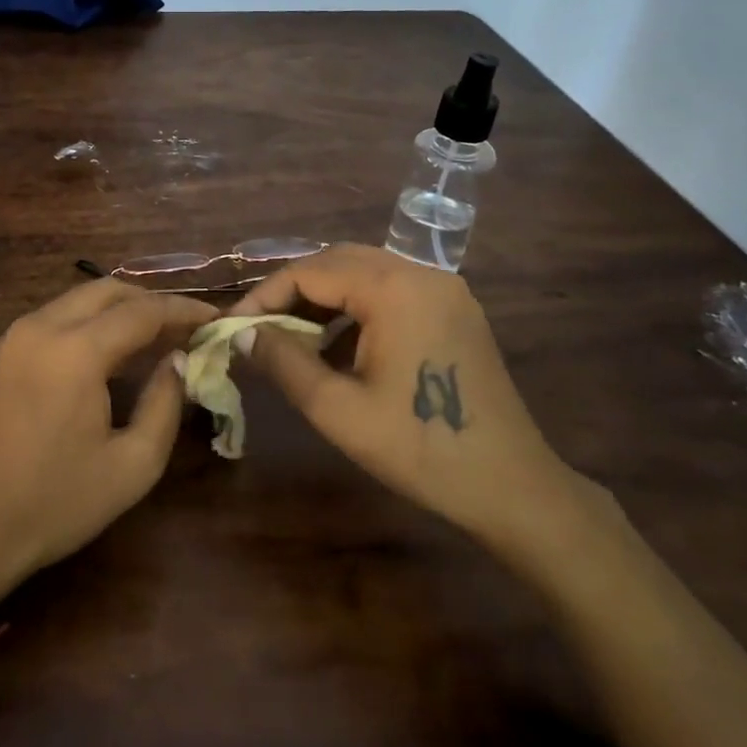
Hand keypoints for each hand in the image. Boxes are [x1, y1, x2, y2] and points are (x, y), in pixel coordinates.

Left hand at [0, 280, 216, 618]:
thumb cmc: (55, 503)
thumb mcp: (132, 465)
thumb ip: (165, 404)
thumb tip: (176, 362)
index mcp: (76, 350)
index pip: (143, 312)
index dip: (182, 311)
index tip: (213, 318)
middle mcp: (42, 328)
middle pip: (108, 291)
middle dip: (151, 302)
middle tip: (185, 326)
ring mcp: (15, 337)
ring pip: (78, 299)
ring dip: (119, 309)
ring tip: (154, 336)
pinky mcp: (1, 353)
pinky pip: (56, 317)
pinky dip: (89, 321)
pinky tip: (110, 350)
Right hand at [231, 244, 587, 555]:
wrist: (511, 486)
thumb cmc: (419, 448)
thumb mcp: (337, 409)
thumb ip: (283, 361)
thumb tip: (241, 333)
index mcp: (393, 288)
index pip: (310, 271)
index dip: (265, 295)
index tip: (235, 328)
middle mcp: (421, 272)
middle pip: (338, 261)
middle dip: (293, 290)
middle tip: (260, 328)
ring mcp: (444, 288)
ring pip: (365, 271)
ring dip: (324, 297)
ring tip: (293, 337)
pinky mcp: (456, 308)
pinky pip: (393, 289)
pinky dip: (357, 307)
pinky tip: (339, 345)